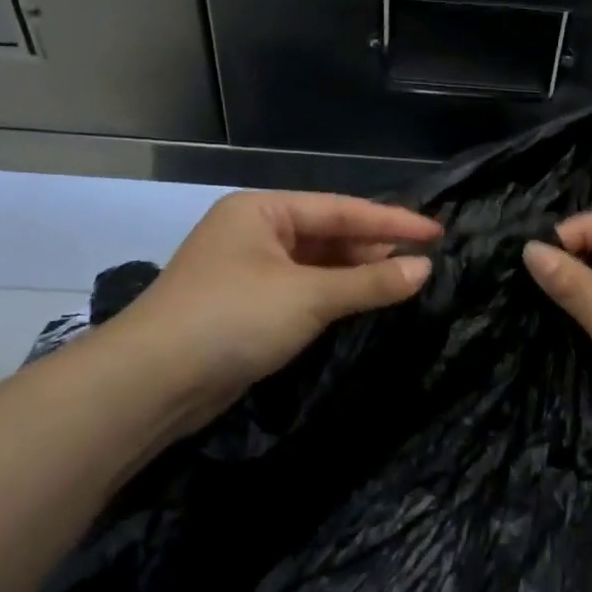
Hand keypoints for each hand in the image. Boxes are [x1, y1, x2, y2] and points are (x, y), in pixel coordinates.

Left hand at [111, 191, 439, 428]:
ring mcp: (248, 272)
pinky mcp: (247, 309)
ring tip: (404, 282)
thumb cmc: (233, 318)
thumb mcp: (309, 296)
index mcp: (262, 211)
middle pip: (328, 234)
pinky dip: (334, 297)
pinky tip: (362, 304)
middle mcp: (254, 234)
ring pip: (316, 266)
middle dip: (374, 248)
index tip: (437, 232)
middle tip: (424, 260)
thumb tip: (424, 268)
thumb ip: (370, 281)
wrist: (154, 381)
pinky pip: (302, 293)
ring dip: (356, 275)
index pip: (341, 209)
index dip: (393, 222)